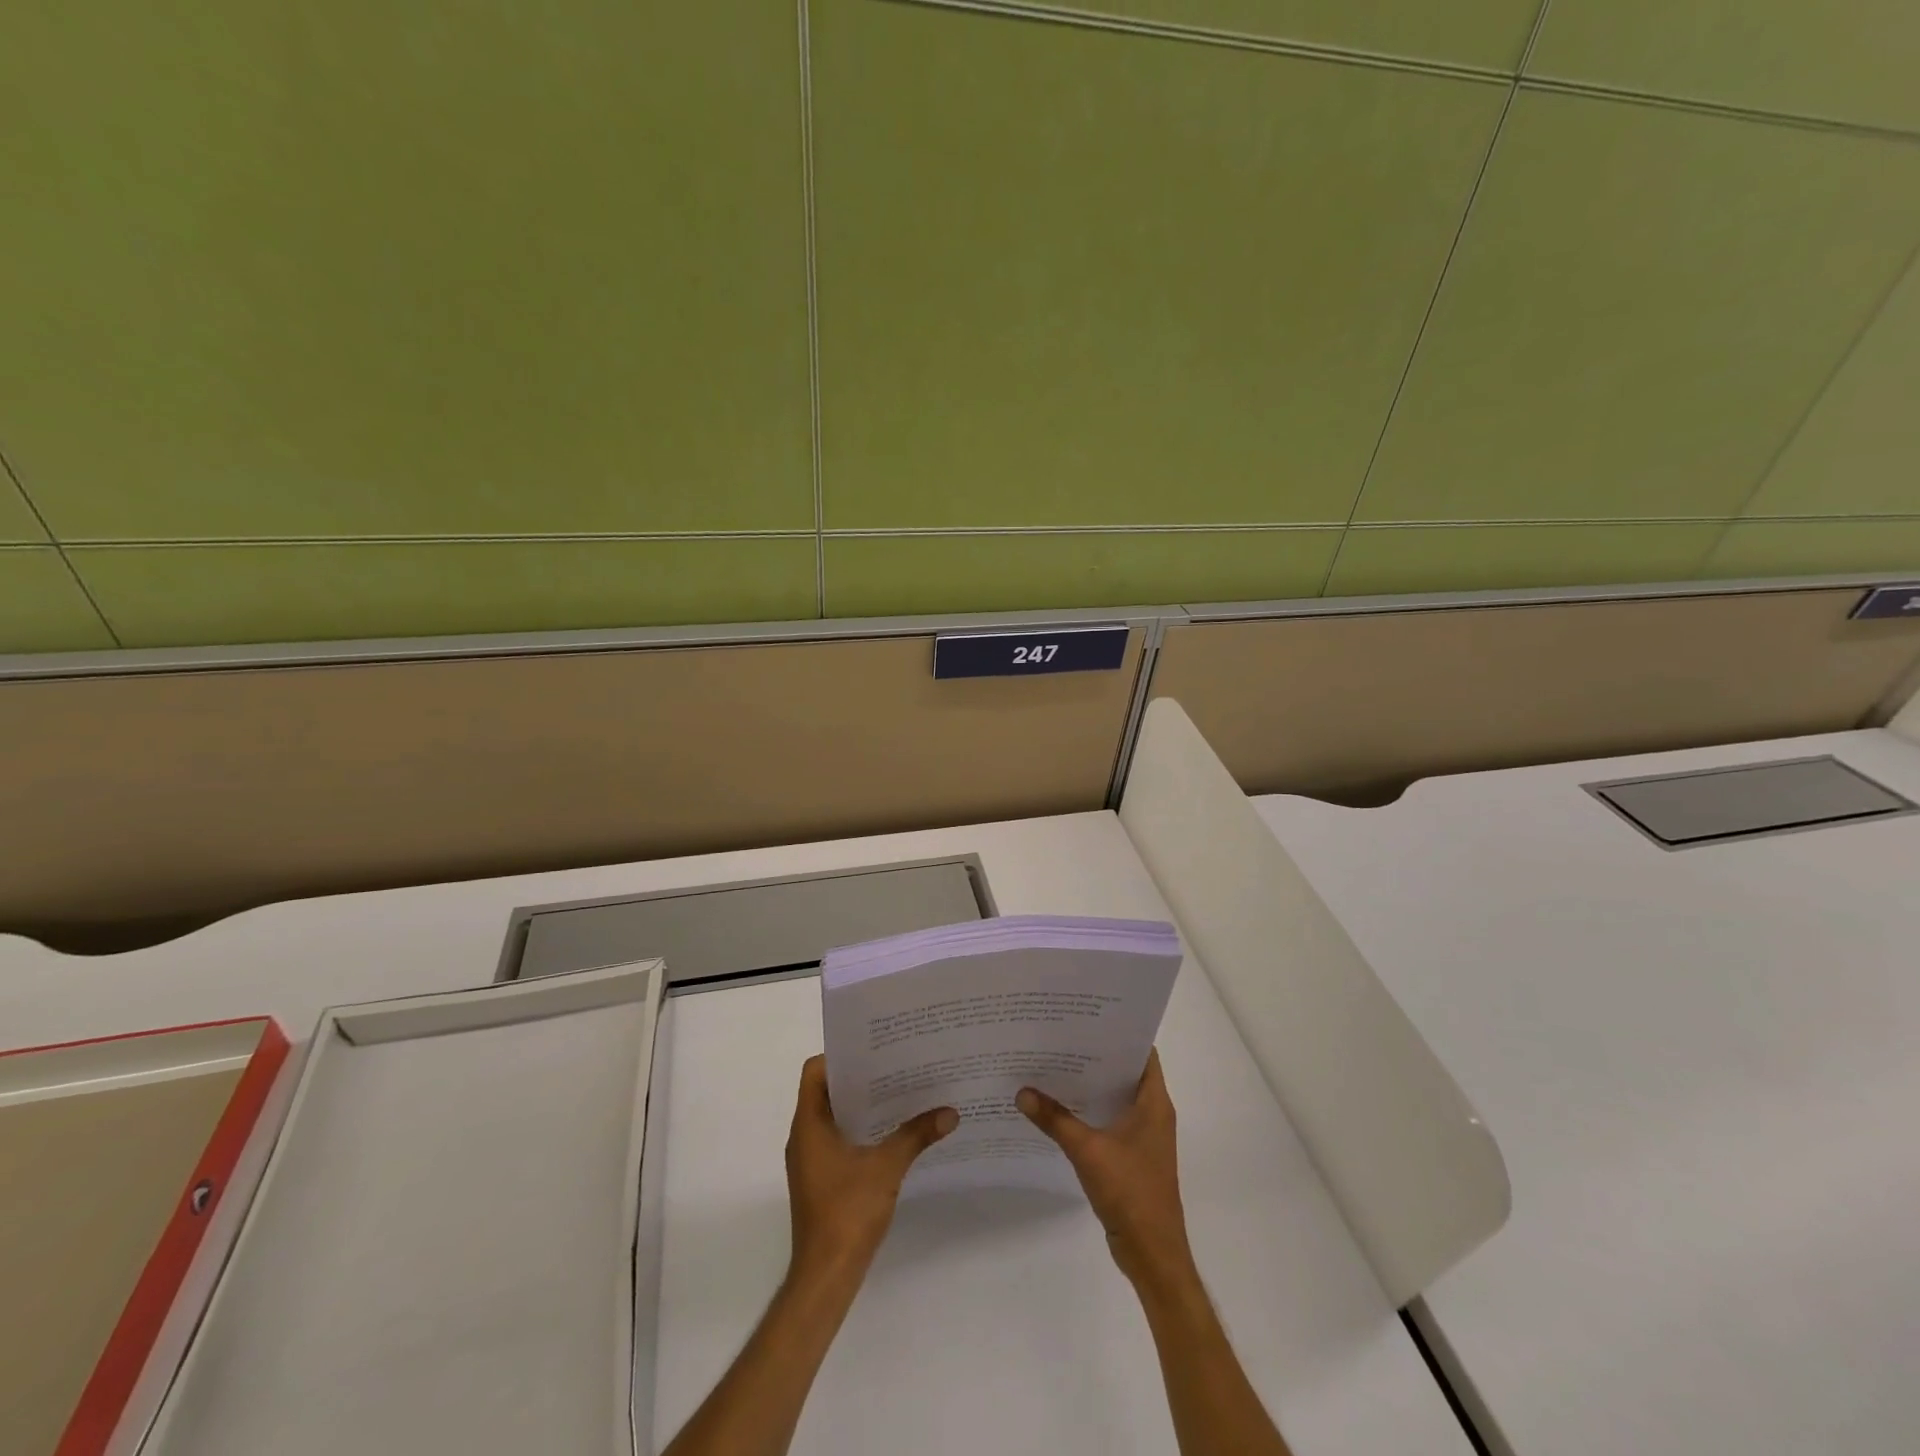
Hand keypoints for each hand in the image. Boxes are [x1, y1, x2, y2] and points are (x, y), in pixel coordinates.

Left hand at [784, 1055, 956, 1286]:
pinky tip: (892, 1132)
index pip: (814, 1072)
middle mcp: (804, 1137)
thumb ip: (916, 1135)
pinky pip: (838, 1140)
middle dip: (860, 1078)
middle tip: (895, 1065)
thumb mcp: (887, 1167)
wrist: (826, 1277)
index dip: (840, 1057)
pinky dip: (861, 1130)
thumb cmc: (847, 1212)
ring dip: (862, 1106)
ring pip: (834, 1117)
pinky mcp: (821, 1179)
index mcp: (809, 1124)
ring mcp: (811, 1160)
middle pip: (827, 1091)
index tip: (873, 1050)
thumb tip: (950, 1112)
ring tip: (899, 1093)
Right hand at [1017, 1048, 1193, 1289]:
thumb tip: (1022, 1091)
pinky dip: (1090, 1110)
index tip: (1088, 1017)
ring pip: (1116, 1097)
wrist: (1153, 1253)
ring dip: (1092, 1084)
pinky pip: (1110, 1120)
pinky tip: (1060, 1106)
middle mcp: (1153, 1113)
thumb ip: (1055, 1119)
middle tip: (1061, 1036)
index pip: (1142, 1052)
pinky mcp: (1132, 1155)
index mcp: (1154, 1103)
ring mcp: (1144, 1136)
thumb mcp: (1088, 1151)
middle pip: (1125, 1072)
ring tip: (1055, 1063)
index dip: (1119, 1032)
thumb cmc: (1130, 1192)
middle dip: (1096, 1055)